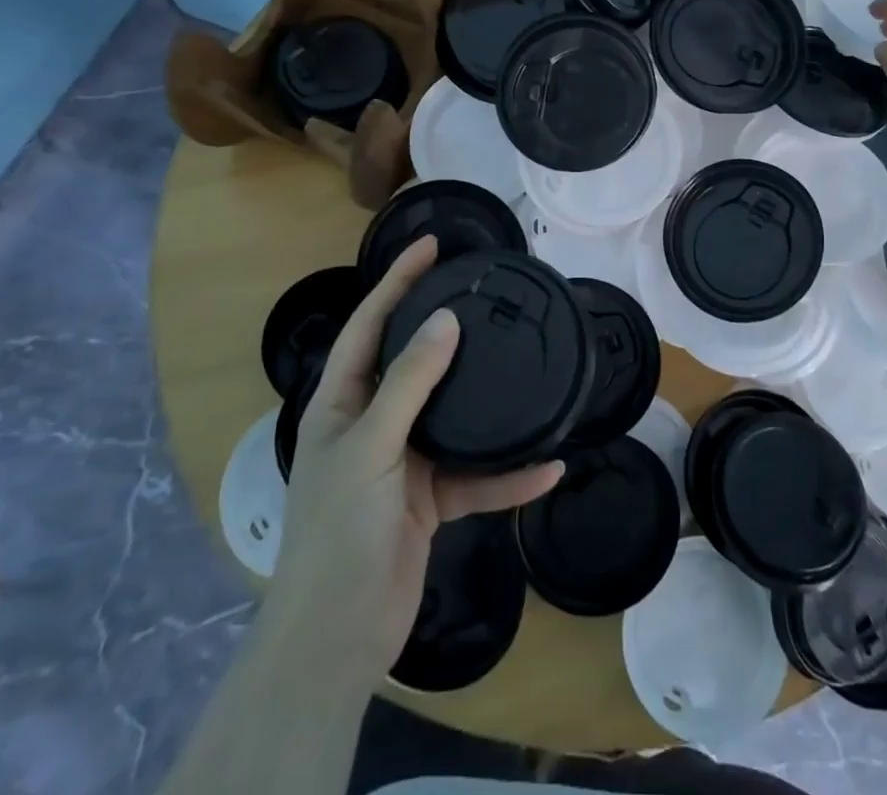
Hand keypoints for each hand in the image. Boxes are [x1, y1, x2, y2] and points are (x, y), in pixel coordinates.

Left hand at [269, 237, 562, 687]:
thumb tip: (445, 320)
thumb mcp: (372, 447)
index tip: (432, 247)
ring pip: (453, 417)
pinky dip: (509, 476)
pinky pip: (477, 478)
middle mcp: (372, 423)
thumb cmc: (340, 530)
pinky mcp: (431, 500)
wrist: (338, 639)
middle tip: (484, 291)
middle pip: (414, 362)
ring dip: (488, 403)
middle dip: (445, 327)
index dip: (397, 281)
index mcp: (342, 403)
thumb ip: (409, 382)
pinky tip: (548, 467)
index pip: (370, 325)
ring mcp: (404, 462)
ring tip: (524, 366)